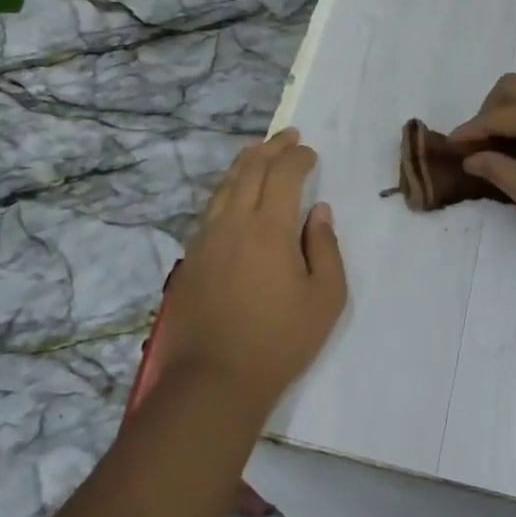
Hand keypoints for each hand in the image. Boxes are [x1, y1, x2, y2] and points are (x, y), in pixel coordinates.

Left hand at [160, 129, 347, 413]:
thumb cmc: (279, 340)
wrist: (213, 380)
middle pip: (249, 170)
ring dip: (244, 163)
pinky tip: (232, 194)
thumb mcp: (325, 297)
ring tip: (258, 151)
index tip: (311, 153)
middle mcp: (232, 222)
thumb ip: (325, 247)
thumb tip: (319, 212)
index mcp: (268, 227)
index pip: (283, 174)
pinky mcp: (190, 258)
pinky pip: (209, 208)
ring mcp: (205, 239)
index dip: (298, 157)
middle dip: (271, 148)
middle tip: (288, 136)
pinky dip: (226, 189)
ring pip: (224, 186)